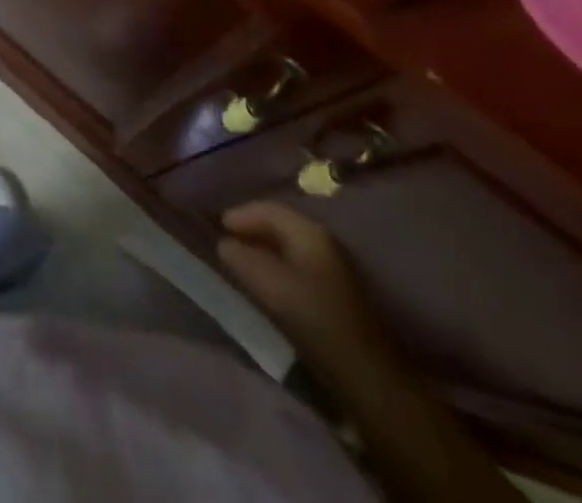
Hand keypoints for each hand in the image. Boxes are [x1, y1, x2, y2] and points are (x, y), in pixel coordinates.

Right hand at [217, 201, 383, 364]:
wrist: (364, 372)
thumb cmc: (315, 319)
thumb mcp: (271, 286)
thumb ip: (242, 259)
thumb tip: (224, 244)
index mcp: (309, 231)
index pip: (268, 209)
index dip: (240, 215)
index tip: (217, 227)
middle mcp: (323, 240)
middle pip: (279, 223)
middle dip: (251, 229)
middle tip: (225, 241)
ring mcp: (332, 265)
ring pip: (288, 244)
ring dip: (263, 248)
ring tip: (240, 260)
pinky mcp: (333, 290)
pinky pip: (296, 262)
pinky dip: (276, 263)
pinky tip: (265, 280)